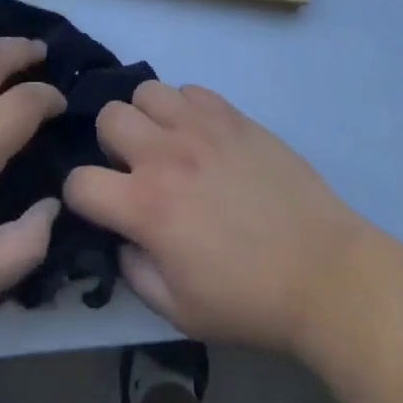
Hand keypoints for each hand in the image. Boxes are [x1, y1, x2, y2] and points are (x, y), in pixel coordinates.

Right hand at [63, 82, 369, 355]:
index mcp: (146, 207)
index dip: (80, 196)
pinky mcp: (231, 114)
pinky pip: (189, 90)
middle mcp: (164, 155)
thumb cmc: (249, 301)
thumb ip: (134, 272)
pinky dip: (186, 109)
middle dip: (111, 145)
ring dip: (147, 118)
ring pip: (146, 91)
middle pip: (108, 118)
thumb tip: (121, 238)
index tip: (99, 206)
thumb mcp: (180, 311)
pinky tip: (203, 137)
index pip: (80, 182)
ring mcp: (199, 127)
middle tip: (135, 170)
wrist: (322, 271)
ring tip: (167, 144)